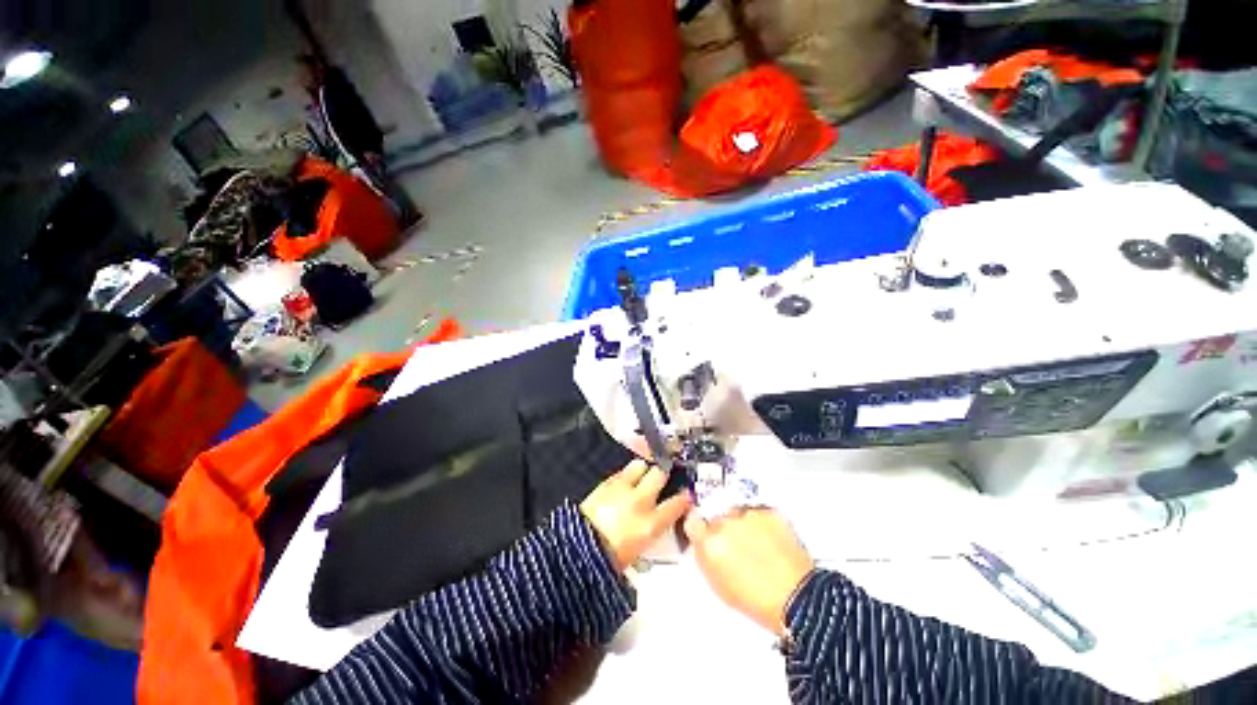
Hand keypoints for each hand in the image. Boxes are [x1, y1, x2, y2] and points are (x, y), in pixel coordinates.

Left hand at [580, 460, 691, 570]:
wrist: (576, 550)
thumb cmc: (608, 560)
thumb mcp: (637, 552)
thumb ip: (649, 533)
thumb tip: (654, 526)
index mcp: (651, 524)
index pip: (676, 504)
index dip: (684, 498)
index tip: (686, 495)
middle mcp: (640, 501)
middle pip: (659, 474)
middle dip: (662, 475)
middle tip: (661, 479)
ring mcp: (623, 488)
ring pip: (641, 465)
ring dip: (643, 469)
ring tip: (640, 475)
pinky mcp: (606, 482)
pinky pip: (621, 471)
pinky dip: (625, 474)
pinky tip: (623, 480)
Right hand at [683, 508, 813, 636]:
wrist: (798, 600)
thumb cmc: (760, 601)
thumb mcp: (720, 586)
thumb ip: (705, 558)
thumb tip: (702, 545)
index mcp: (709, 543)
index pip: (692, 522)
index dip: (699, 528)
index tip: (704, 532)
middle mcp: (725, 523)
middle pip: (716, 518)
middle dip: (724, 529)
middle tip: (738, 548)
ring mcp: (747, 515)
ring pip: (738, 514)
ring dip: (743, 525)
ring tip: (758, 548)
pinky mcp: (768, 511)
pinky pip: (759, 513)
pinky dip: (762, 524)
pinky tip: (771, 543)